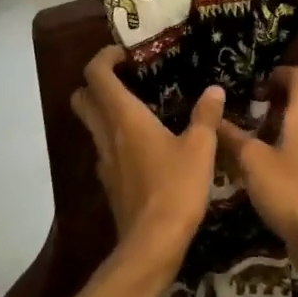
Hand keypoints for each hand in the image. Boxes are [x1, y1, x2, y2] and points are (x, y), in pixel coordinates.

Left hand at [70, 46, 224, 273]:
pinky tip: (144, 147)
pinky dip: (115, 139)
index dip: (104, 57)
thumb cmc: (176, 189)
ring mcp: (104, 161)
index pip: (96, 75)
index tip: (125, 53)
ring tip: (139, 109)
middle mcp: (106, 134)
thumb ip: (206, 116)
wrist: (152, 243)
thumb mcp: (201, 148)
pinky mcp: (109, 183)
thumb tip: (214, 90)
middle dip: (97, 82)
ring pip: (91, 125)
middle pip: (83, 98)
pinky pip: (105, 150)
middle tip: (127, 79)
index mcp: (125, 117)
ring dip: (105, 111)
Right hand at [215, 66, 297, 267]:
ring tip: (237, 141)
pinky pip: (293, 157)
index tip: (254, 82)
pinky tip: (251, 172)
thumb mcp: (253, 161)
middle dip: (267, 104)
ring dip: (268, 132)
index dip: (279, 73)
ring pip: (293, 133)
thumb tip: (214, 115)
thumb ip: (233, 137)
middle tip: (237, 112)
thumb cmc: (289, 190)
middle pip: (296, 105)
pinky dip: (274, 155)